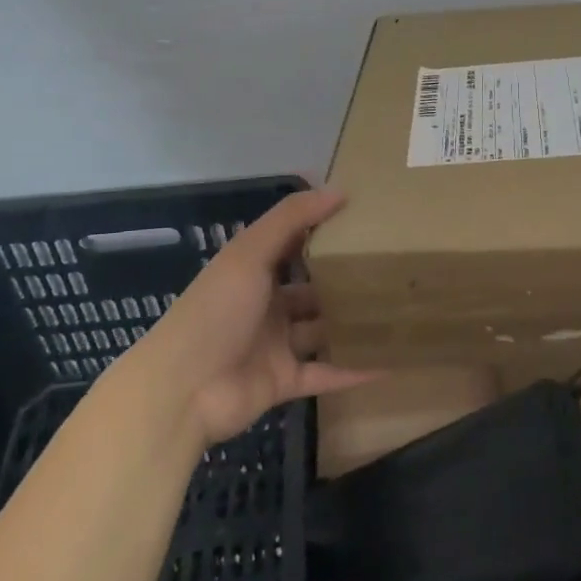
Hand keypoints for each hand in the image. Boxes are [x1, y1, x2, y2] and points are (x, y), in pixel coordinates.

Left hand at [129, 187, 375, 446]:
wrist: (182, 390)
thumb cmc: (216, 311)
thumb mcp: (250, 254)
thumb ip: (291, 219)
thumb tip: (339, 189)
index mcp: (253, 273)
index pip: (293, 246)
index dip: (323, 232)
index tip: (365, 220)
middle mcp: (266, 306)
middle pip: (312, 290)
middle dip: (345, 282)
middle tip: (392, 269)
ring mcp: (275, 346)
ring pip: (321, 331)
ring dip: (351, 324)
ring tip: (399, 311)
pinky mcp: (284, 381)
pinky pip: (324, 373)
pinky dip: (352, 370)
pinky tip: (389, 362)